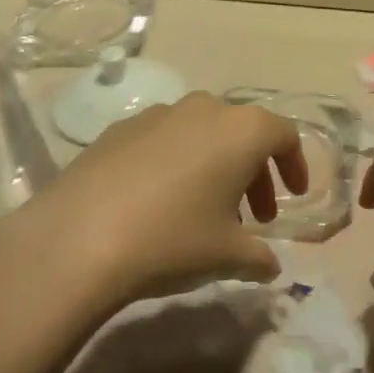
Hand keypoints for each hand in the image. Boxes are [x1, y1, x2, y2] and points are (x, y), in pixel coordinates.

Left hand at [0, 92, 307, 309]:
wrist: (79, 236)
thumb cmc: (172, 239)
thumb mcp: (227, 256)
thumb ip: (259, 257)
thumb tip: (269, 264)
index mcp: (240, 129)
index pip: (283, 134)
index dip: (294, 164)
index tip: (294, 196)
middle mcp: (203, 108)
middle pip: (242, 132)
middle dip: (255, 171)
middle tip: (255, 217)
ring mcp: (158, 113)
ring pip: (202, 133)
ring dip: (215, 166)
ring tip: (206, 211)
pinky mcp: (121, 128)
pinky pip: (164, 139)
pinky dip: (177, 162)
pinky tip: (159, 202)